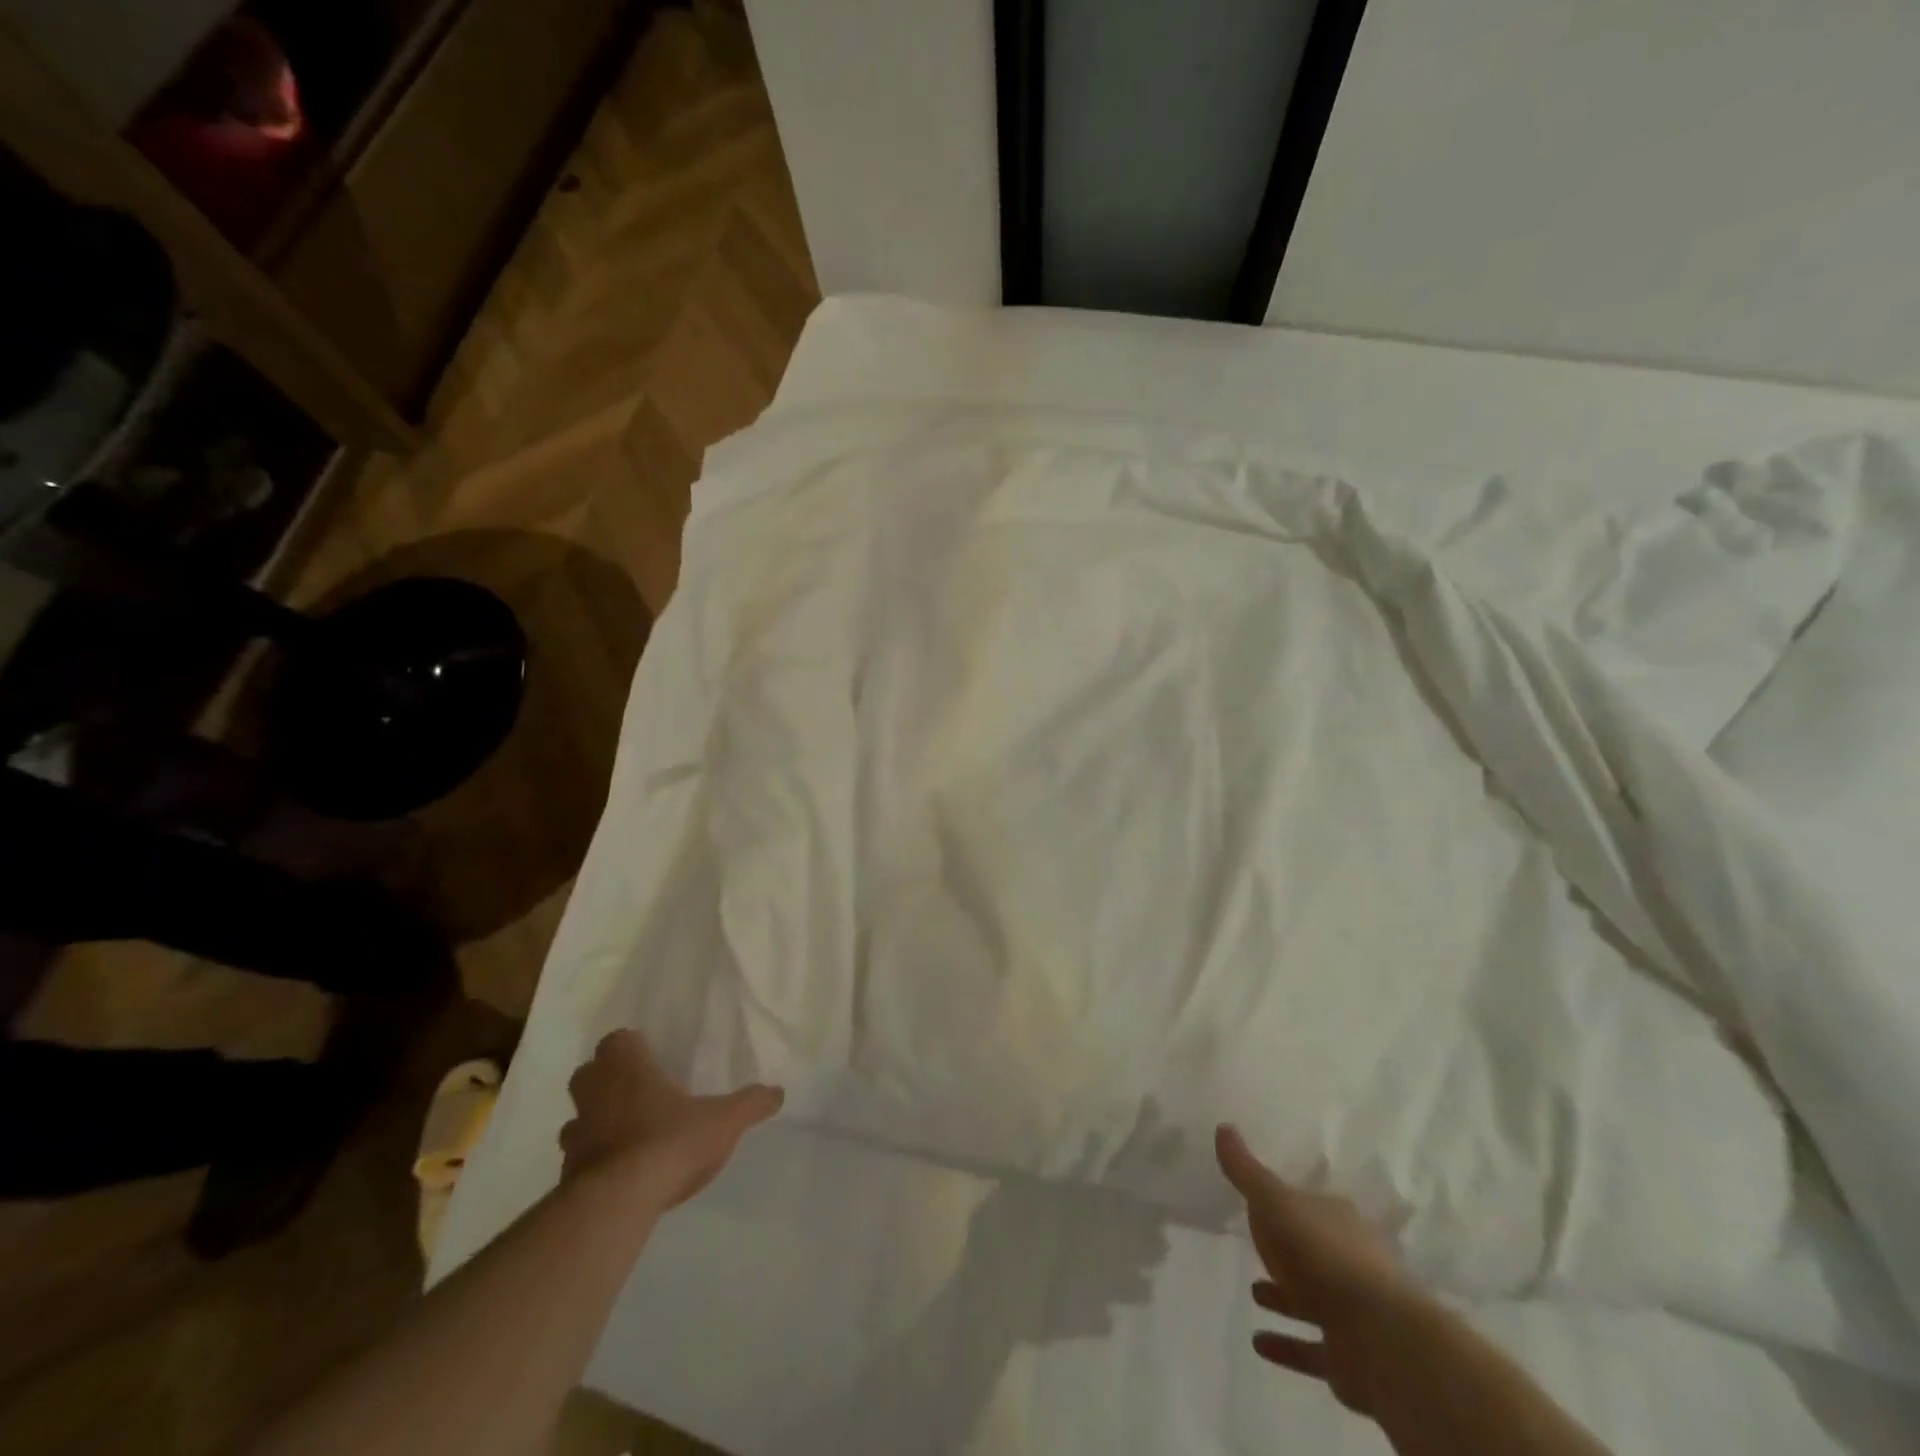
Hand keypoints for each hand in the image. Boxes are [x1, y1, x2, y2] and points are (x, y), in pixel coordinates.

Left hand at [560, 1031, 783, 1208]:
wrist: (618, 1202)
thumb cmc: (670, 1140)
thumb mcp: (725, 1119)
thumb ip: (752, 1103)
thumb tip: (779, 1092)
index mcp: (627, 1065)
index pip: (619, 1039)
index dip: (634, 1048)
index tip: (653, 1060)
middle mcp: (594, 1090)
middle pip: (591, 1073)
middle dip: (610, 1080)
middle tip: (641, 1092)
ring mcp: (575, 1132)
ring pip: (579, 1115)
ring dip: (597, 1121)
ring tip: (629, 1134)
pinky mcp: (566, 1172)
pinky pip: (579, 1156)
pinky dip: (594, 1160)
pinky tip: (620, 1173)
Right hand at [1216, 1124, 1426, 1415]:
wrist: (1377, 1338)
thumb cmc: (1321, 1254)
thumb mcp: (1273, 1201)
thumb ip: (1246, 1170)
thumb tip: (1223, 1127)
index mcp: (1338, 1219)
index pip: (1309, 1205)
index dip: (1286, 1203)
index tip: (1264, 1205)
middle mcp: (1351, 1260)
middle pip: (1314, 1250)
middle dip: (1287, 1251)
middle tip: (1258, 1248)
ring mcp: (1353, 1311)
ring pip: (1312, 1299)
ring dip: (1284, 1297)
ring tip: (1253, 1292)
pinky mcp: (1348, 1356)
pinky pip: (1310, 1346)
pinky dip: (1286, 1343)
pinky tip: (1258, 1341)